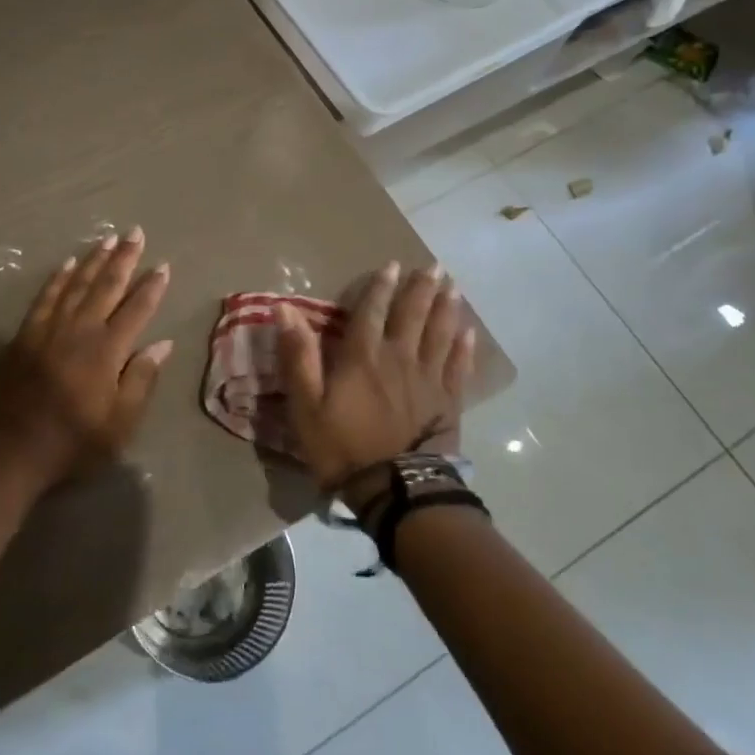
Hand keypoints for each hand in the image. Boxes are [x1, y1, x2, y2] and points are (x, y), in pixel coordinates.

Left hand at [0, 228, 172, 482]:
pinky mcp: (24, 335)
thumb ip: (141, 380)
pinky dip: (57, 279)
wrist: (10, 451)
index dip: (152, 287)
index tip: (163, 265)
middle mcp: (80, 330)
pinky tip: (66, 264)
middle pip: (106, 286)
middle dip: (124, 259)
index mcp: (107, 350)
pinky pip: (45, 297)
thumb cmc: (72, 442)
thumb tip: (162, 344)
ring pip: (76, 284)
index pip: (137, 310)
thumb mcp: (120, 423)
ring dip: (93, 260)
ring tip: (107, 239)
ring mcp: (49, 329)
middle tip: (135, 233)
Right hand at [276, 261, 474, 499]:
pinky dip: (464, 347)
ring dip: (446, 308)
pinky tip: (469, 332)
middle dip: (422, 289)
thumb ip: (298, 356)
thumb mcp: (306, 405)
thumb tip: (285, 310)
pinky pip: (458, 367)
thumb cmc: (343, 447)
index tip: (392, 265)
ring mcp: (428, 379)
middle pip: (412, 316)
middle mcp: (399, 358)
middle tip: (435, 266)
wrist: (395, 489)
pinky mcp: (449, 401)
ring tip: (454, 287)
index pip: (371, 312)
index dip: (380, 287)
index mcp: (363, 357)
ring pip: (439, 334)